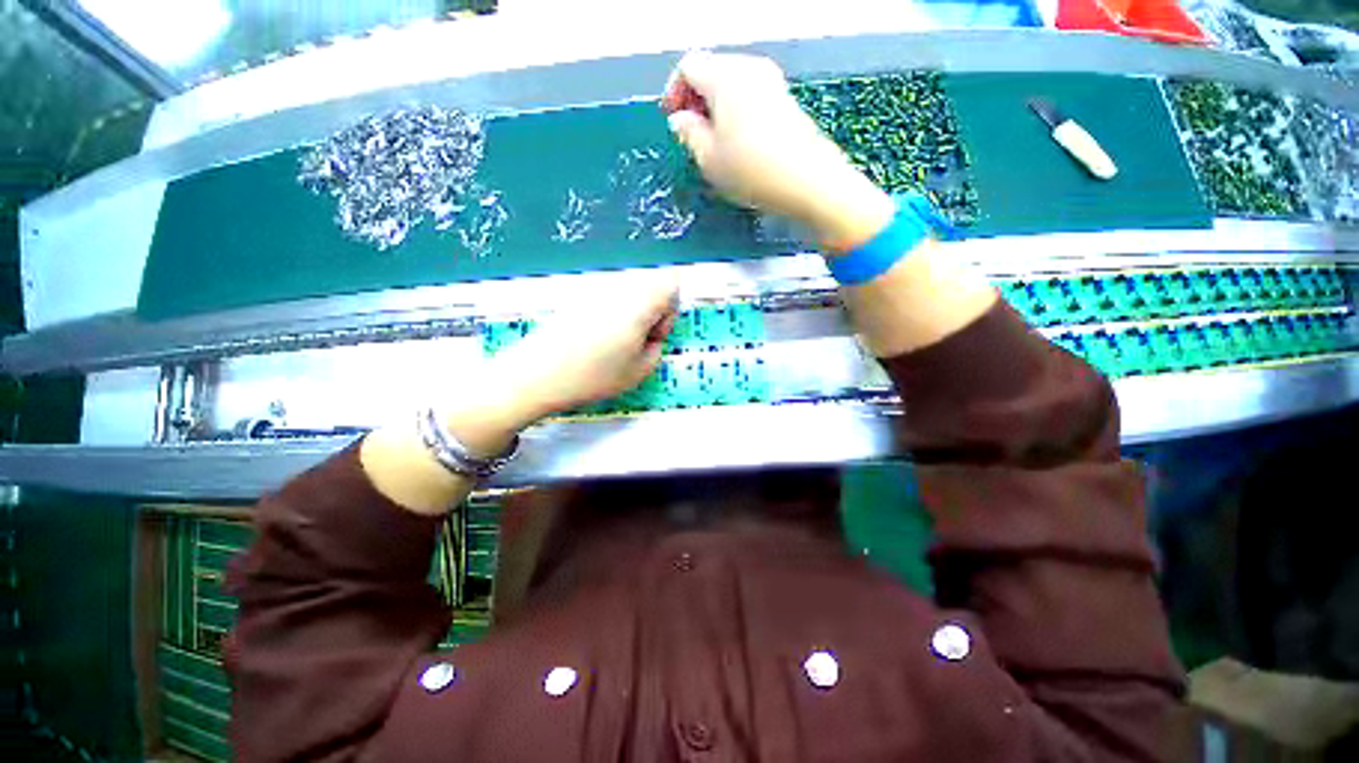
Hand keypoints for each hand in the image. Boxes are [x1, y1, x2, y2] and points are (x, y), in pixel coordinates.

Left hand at [489, 276, 679, 420]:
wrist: (536, 374)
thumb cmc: (593, 375)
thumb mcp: (639, 372)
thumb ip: (657, 349)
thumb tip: (651, 338)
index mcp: (639, 301)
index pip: (671, 286)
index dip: (669, 313)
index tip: (653, 337)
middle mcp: (618, 286)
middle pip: (649, 286)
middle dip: (650, 313)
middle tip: (636, 343)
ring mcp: (594, 288)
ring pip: (627, 294)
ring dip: (630, 315)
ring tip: (614, 345)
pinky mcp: (575, 296)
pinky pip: (605, 299)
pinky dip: (609, 316)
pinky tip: (594, 341)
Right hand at [663, 51, 894, 249]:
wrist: (808, 182)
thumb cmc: (752, 171)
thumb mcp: (708, 159)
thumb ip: (688, 133)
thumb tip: (680, 119)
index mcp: (725, 76)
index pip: (688, 66)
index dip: (674, 92)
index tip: (672, 119)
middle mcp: (750, 68)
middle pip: (711, 70)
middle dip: (695, 98)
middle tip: (691, 134)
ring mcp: (772, 82)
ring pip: (731, 83)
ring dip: (716, 107)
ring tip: (713, 143)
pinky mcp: (786, 100)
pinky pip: (750, 95)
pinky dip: (736, 112)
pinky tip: (738, 143)